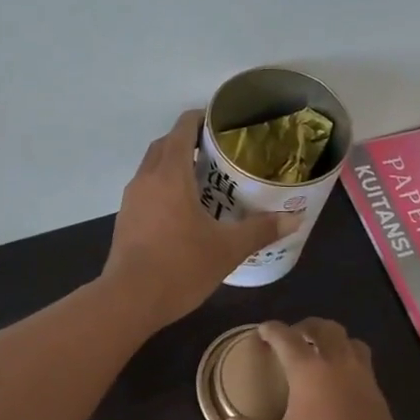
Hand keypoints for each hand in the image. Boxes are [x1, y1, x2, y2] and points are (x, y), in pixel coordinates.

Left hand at [103, 109, 300, 328]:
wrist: (129, 300)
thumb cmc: (180, 267)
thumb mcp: (227, 249)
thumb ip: (260, 230)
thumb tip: (295, 219)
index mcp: (169, 174)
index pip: (182, 129)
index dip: (202, 119)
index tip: (223, 124)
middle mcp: (146, 179)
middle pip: (165, 145)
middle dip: (189, 141)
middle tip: (219, 154)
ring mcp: (131, 201)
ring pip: (152, 169)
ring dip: (174, 166)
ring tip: (204, 181)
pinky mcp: (125, 221)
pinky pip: (146, 191)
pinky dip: (163, 189)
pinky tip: (183, 211)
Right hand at [224, 319, 419, 419]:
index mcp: (311, 371)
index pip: (288, 338)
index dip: (272, 330)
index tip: (262, 331)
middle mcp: (341, 367)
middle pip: (327, 330)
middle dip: (307, 327)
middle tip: (292, 338)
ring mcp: (366, 383)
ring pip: (352, 344)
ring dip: (334, 341)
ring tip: (319, 356)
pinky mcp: (381, 403)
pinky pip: (364, 368)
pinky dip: (348, 365)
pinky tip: (337, 389)